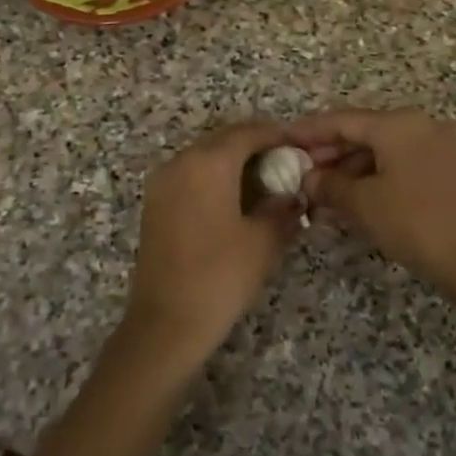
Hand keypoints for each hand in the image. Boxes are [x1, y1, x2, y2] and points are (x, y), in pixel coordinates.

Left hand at [127, 119, 302, 357]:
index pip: (248, 133)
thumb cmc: (220, 276)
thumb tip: (293, 196)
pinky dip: (215, 177)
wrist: (166, 323)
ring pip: (205, 157)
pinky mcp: (155, 204)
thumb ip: (283, 208)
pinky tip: (237, 200)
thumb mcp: (264, 241)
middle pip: (224, 140)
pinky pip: (190, 175)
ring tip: (266, 182)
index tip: (301, 145)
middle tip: (287, 163)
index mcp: (208, 163)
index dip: (277, 135)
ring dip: (234, 162)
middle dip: (256, 147)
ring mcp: (163, 182)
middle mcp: (181, 162)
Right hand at [289, 108, 455, 297]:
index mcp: (399, 124)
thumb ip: (330, 185)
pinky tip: (356, 197)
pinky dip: (376, 176)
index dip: (309, 131)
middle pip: (365, 132)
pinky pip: (402, 163)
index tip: (283, 140)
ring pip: (384, 150)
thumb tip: (309, 179)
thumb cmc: (414, 222)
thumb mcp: (363, 203)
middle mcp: (421, 125)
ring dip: (352, 168)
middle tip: (300, 172)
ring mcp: (440, 146)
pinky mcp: (450, 170)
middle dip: (330, 153)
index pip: (343, 120)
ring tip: (323, 192)